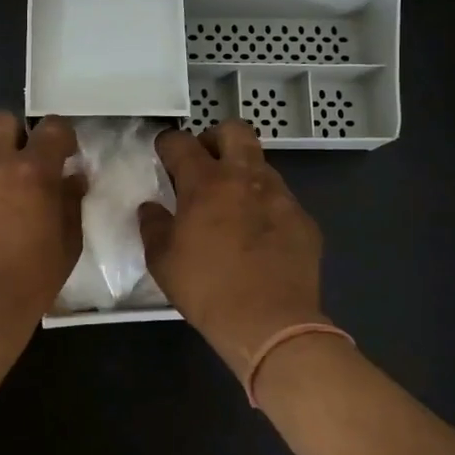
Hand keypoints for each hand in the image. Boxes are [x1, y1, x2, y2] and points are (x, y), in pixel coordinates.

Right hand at [138, 121, 328, 384]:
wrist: (271, 323)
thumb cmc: (207, 290)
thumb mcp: (163, 261)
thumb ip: (153, 226)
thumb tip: (151, 208)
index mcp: (206, 183)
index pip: (181, 143)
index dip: (168, 143)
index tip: (163, 152)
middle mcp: (246, 178)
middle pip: (234, 131)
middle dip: (215, 138)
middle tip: (204, 164)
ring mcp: (281, 196)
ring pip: (261, 164)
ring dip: (242, 174)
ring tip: (231, 205)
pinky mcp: (304, 220)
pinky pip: (281, 199)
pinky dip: (265, 207)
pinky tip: (258, 236)